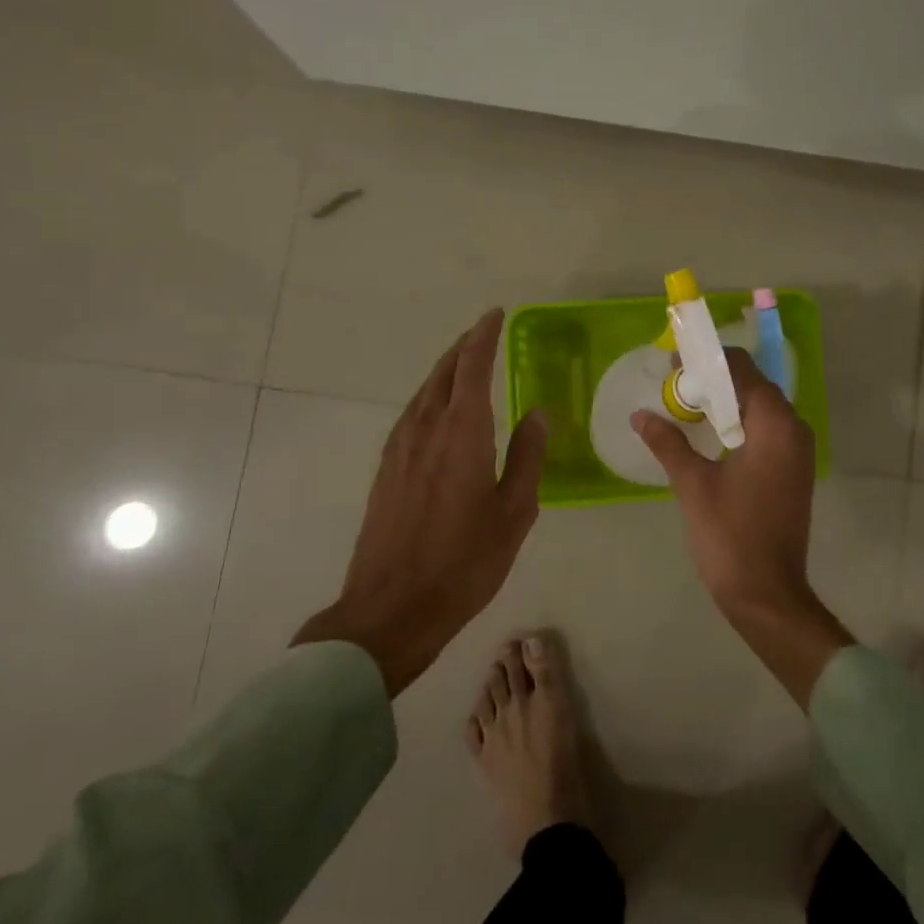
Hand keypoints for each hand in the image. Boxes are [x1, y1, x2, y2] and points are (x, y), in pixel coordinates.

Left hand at [293, 309, 546, 694]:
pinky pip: (411, 414)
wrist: (391, 608)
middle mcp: (426, 429)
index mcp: (462, 433)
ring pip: (424, 392)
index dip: (484, 337)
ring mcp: (400, 448)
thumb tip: (537, 412)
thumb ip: (527, 456)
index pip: (473, 367)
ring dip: (446, 370)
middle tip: (485, 332)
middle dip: (464, 347)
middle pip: (444, 372)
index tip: (496, 315)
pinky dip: (431, 396)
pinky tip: (439, 409)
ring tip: (466, 363)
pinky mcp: (386, 469)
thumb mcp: (515, 512)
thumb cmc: (464, 562)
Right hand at [633, 347, 851, 706]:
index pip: (743, 371)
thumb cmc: (730, 536)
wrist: (768, 594)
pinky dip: (739, 424)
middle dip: (716, 380)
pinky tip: (710, 434)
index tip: (675, 362)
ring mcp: (797, 453)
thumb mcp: (693, 484)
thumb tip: (640, 415)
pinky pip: (766, 431)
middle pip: (754, 386)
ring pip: (761, 409)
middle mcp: (794, 430)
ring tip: (686, 404)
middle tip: (676, 383)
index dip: (709, 361)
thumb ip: (668, 442)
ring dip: (727, 402)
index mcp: (775, 425)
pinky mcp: (793, 471)